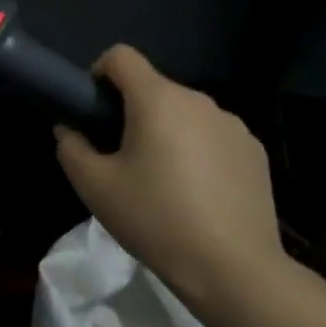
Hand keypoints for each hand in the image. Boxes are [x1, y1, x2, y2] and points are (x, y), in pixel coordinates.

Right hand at [54, 45, 325, 326]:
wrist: (234, 269)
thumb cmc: (155, 220)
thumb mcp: (94, 187)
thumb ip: (71, 147)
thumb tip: (70, 130)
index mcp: (157, 100)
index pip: (120, 56)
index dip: (98, 73)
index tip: (93, 110)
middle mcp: (198, 101)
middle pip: (153, 87)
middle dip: (131, 111)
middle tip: (119, 156)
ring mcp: (233, 125)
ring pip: (183, 113)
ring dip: (165, 131)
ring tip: (160, 179)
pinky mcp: (255, 151)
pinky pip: (212, 135)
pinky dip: (196, 150)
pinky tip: (195, 192)